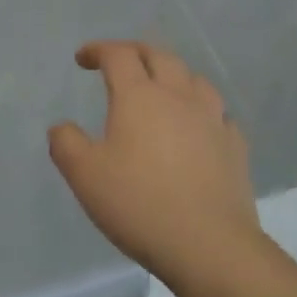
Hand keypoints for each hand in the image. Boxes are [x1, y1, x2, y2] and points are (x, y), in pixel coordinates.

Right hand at [49, 41, 261, 281]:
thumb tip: (61, 126)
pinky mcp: (235, 145)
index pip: (118, 54)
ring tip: (162, 88)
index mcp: (139, 96)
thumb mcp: (86, 176)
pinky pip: (218, 114)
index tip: (82, 59)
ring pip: (193, 78)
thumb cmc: (140, 205)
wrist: (210, 246)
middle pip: (158, 55)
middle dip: (135, 52)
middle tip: (120, 62)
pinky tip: (198, 127)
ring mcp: (212, 118)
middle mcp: (177, 96)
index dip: (98, 50)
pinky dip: (202, 110)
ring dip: (173, 74)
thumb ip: (66, 144)